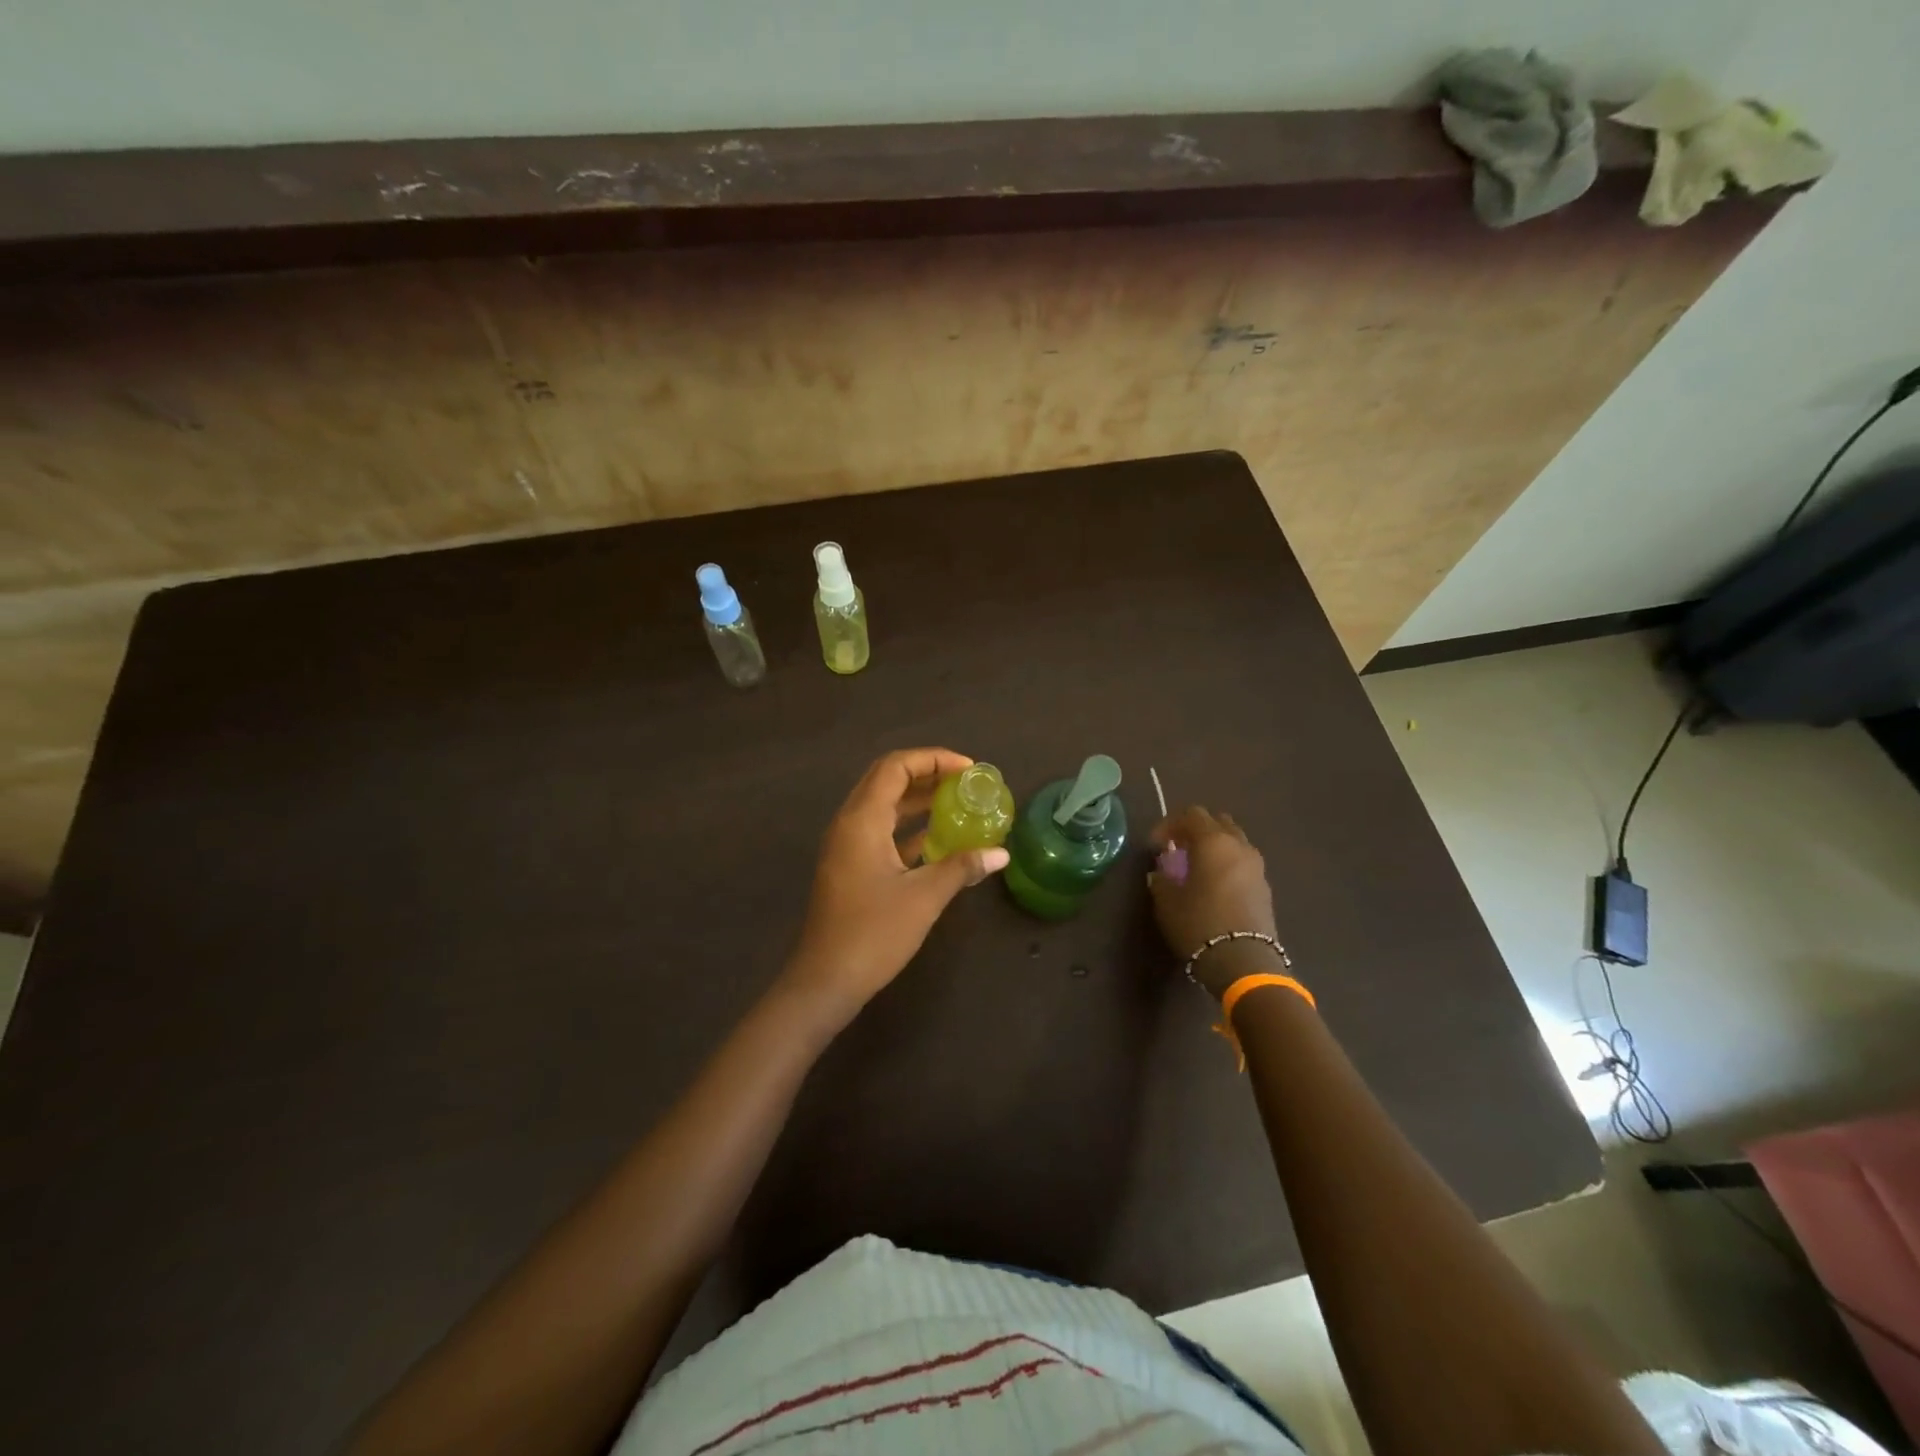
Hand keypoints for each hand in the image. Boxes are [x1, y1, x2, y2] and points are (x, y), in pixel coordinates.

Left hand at [784, 748, 1009, 1019]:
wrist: (825, 981)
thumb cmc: (873, 934)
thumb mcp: (924, 897)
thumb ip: (962, 867)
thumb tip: (1001, 853)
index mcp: (862, 820)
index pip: (895, 767)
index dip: (933, 759)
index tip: (969, 769)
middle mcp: (850, 824)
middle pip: (887, 780)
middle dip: (928, 774)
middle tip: (966, 782)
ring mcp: (847, 846)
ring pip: (884, 807)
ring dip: (919, 801)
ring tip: (960, 803)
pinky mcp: (851, 867)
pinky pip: (882, 832)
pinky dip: (910, 828)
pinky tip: (940, 839)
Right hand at [1148, 807, 1281, 997]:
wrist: (1244, 962)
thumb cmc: (1199, 924)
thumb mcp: (1167, 901)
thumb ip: (1161, 879)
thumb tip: (1162, 872)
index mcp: (1213, 842)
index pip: (1191, 815)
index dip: (1169, 824)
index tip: (1155, 845)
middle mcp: (1239, 846)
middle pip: (1217, 822)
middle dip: (1195, 830)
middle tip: (1177, 849)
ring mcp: (1256, 866)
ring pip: (1233, 841)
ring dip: (1213, 846)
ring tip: (1195, 867)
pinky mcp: (1265, 886)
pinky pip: (1242, 862)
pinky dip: (1226, 863)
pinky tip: (1213, 885)